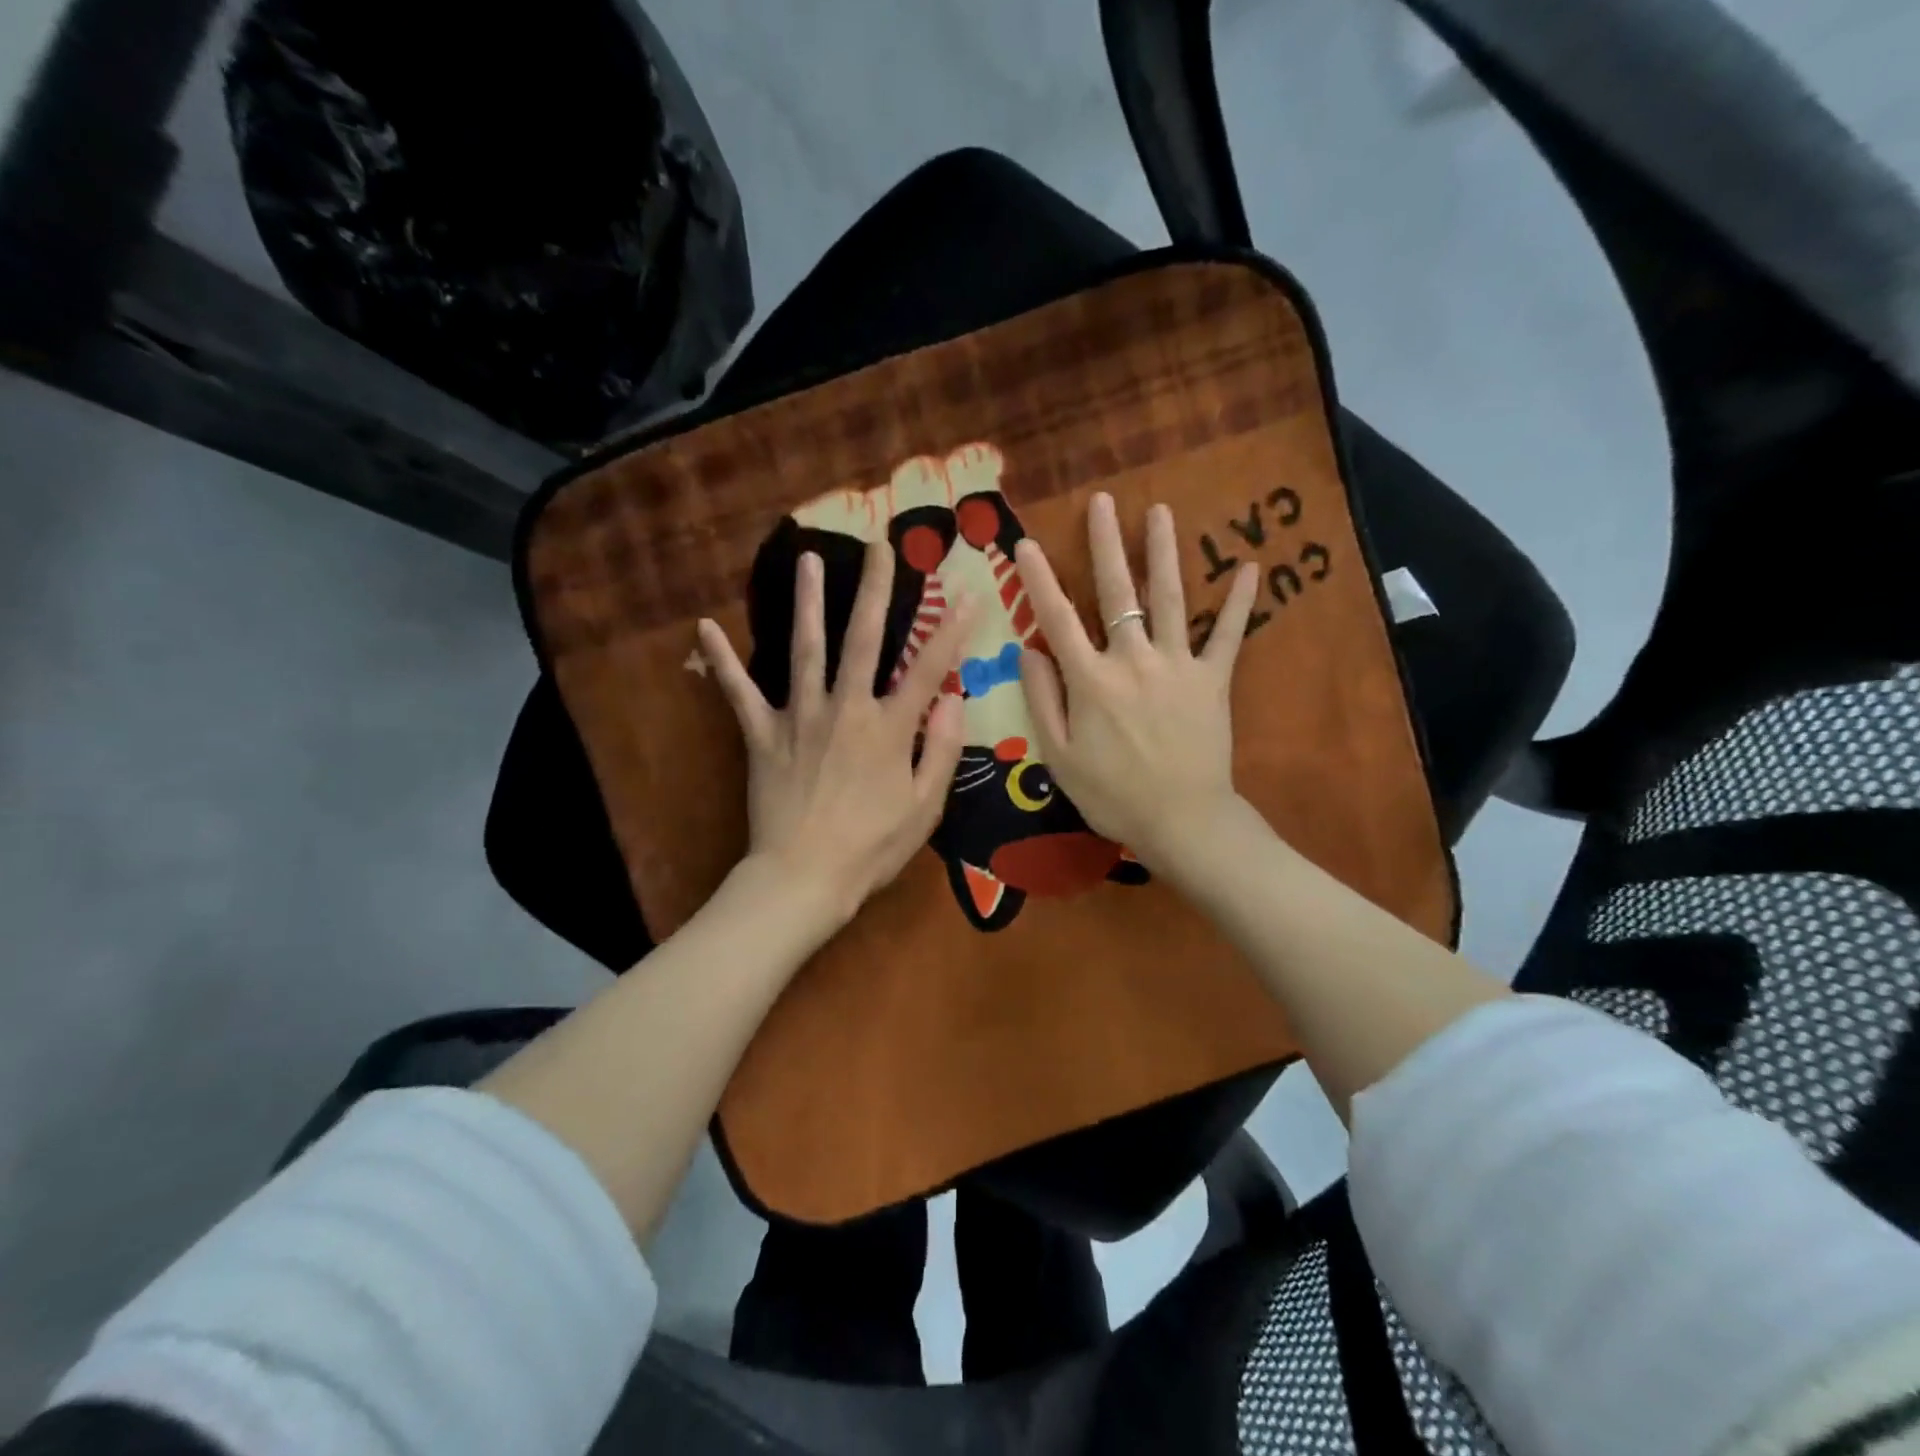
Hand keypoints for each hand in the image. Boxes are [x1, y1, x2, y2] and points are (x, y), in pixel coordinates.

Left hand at [697, 541, 973, 928]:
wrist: (803, 877)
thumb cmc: (871, 848)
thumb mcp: (925, 807)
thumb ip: (941, 750)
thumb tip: (953, 700)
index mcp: (888, 728)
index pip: (928, 667)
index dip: (952, 629)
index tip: (969, 593)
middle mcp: (845, 709)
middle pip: (863, 638)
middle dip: (876, 589)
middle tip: (880, 545)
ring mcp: (799, 717)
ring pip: (805, 649)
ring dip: (808, 602)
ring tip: (808, 559)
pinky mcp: (762, 735)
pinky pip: (738, 693)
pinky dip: (721, 662)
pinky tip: (704, 627)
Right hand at [1016, 494, 1260, 876]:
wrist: (1182, 821)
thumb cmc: (1112, 795)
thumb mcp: (1059, 756)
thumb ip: (1042, 699)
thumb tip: (1029, 650)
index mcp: (1090, 679)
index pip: (1057, 618)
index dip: (1038, 579)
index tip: (1025, 543)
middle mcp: (1132, 660)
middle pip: (1116, 592)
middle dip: (1106, 543)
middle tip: (1103, 500)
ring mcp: (1177, 665)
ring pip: (1169, 598)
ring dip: (1163, 552)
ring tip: (1161, 510)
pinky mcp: (1213, 680)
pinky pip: (1227, 635)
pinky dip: (1238, 602)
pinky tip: (1249, 567)